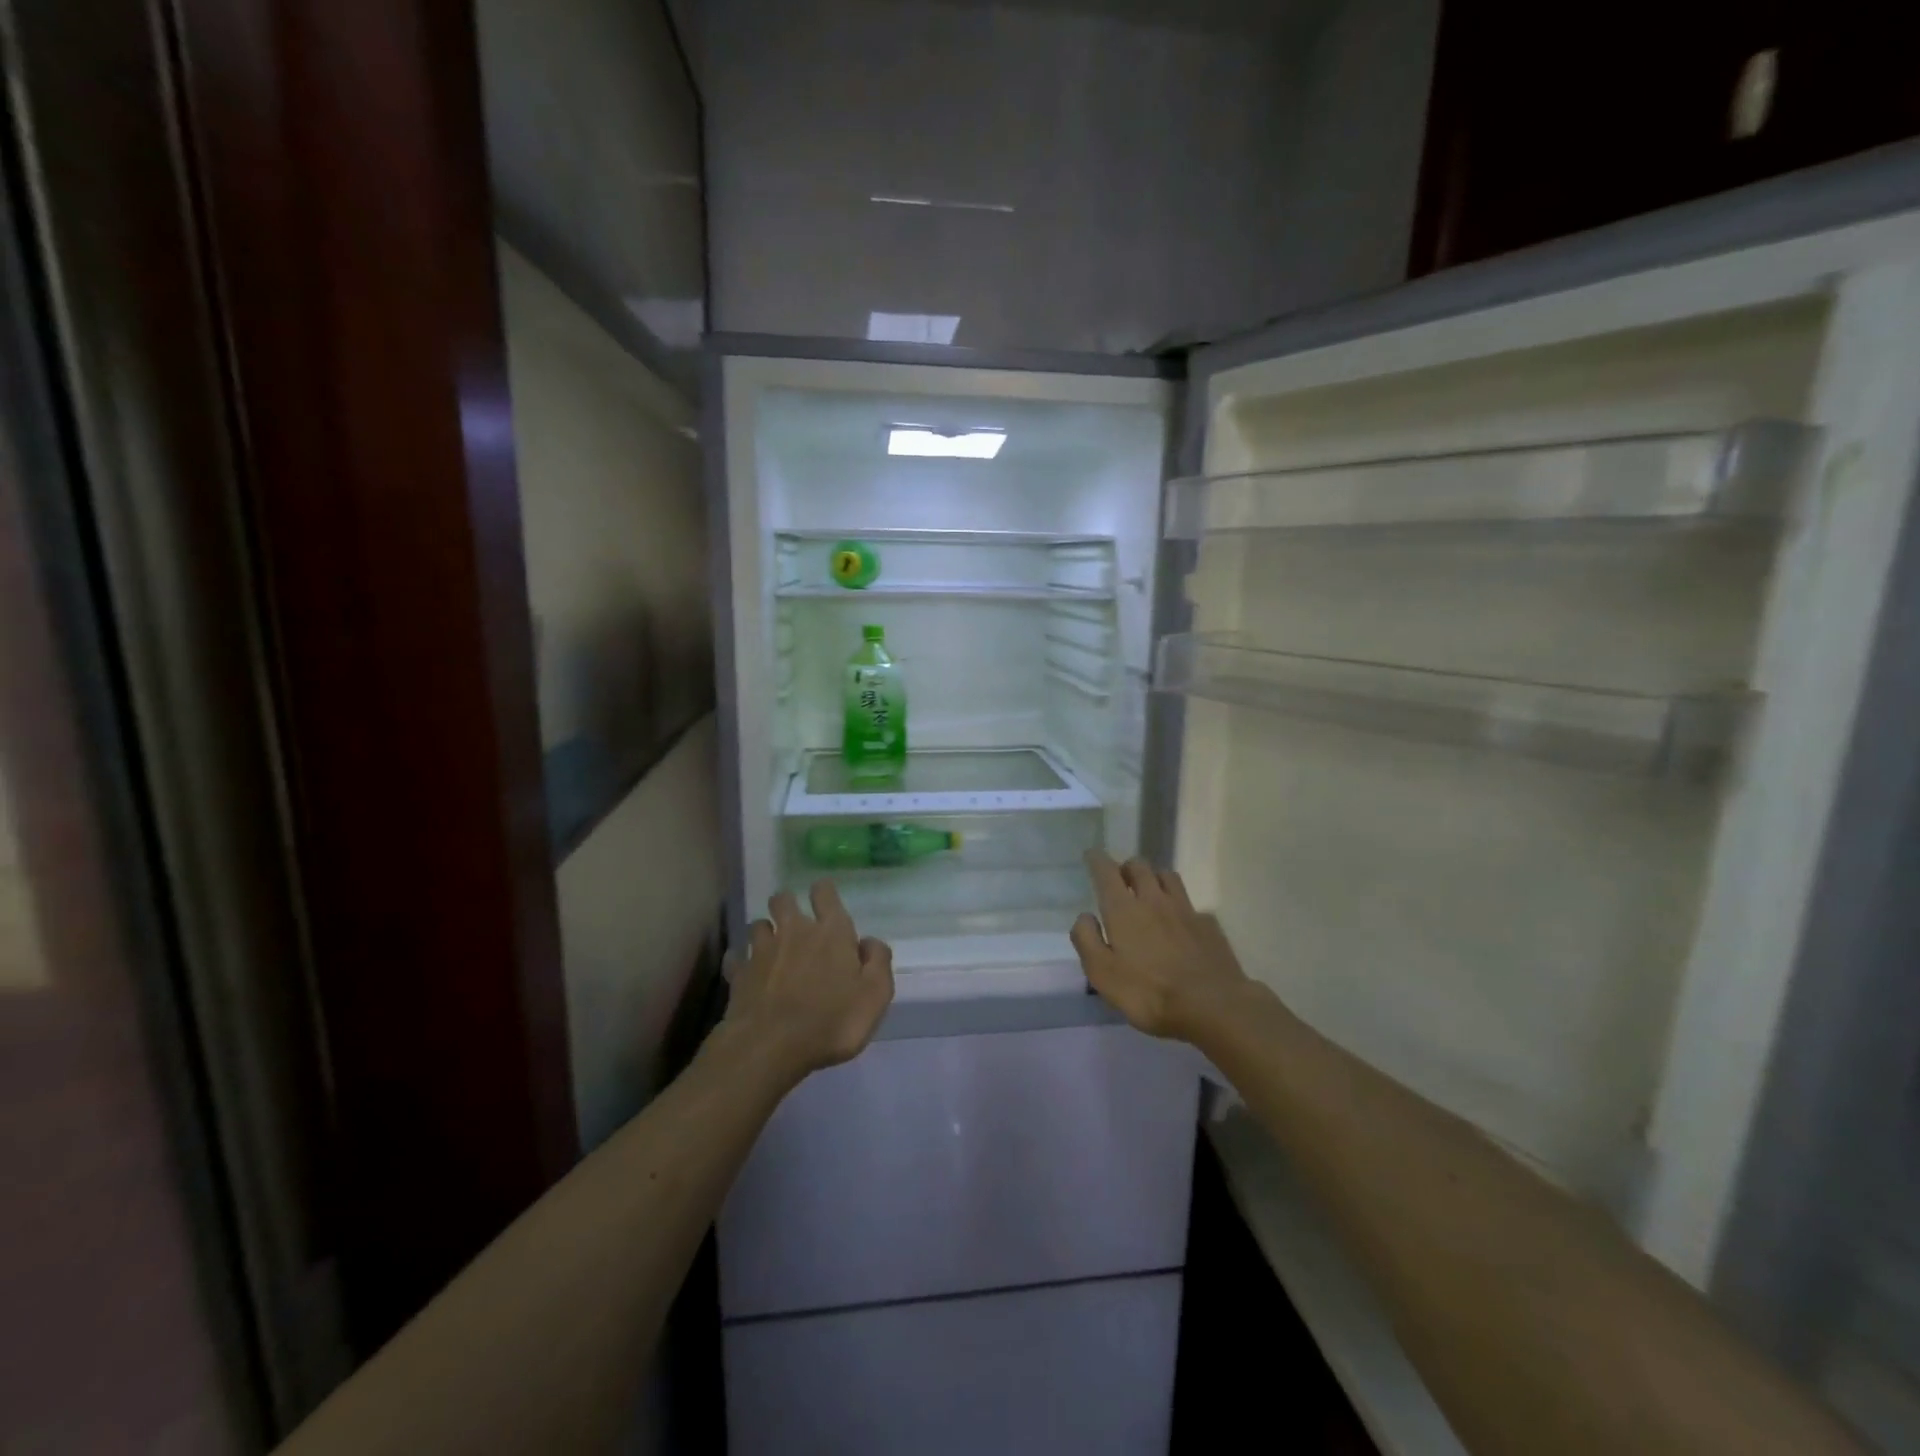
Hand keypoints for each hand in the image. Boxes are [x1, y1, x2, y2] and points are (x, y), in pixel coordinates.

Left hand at [723, 881, 893, 1084]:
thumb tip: (869, 942)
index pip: (825, 892)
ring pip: (758, 924)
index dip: (824, 893)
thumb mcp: (875, 995)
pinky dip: (741, 962)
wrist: (771, 1047)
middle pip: (784, 899)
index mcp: (831, 932)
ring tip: (772, 949)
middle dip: (788, 905)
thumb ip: (878, 962)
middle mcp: (794, 931)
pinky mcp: (739, 974)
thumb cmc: (832, 1021)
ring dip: (765, 932)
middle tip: (796, 924)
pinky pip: (737, 957)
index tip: (826, 901)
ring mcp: (761, 951)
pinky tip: (747, 974)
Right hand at [1071, 850, 1251, 1041]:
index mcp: (1124, 910)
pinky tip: (1182, 923)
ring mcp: (1185, 910)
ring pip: (1168, 876)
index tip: (1092, 854)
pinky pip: (1191, 905)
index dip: (1097, 860)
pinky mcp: (1208, 925)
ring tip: (1150, 890)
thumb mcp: (1102, 974)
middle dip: (1127, 867)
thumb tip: (1084, 916)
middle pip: (1140, 866)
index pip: (1107, 872)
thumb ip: (1087, 940)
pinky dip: (1181, 907)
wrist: (1212, 1005)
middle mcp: (1154, 900)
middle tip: (1121, 878)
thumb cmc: (1149, 992)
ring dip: (1155, 877)